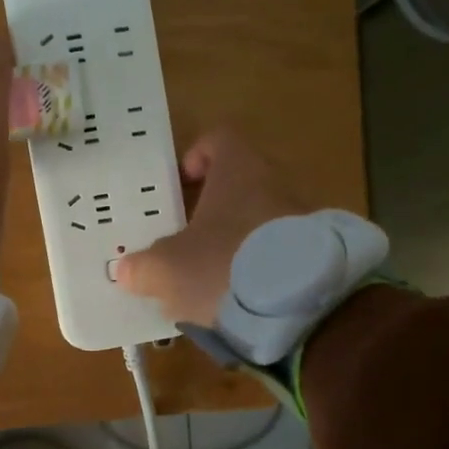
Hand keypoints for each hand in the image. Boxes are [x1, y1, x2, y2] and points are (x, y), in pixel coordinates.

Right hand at [113, 129, 309, 325]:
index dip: (196, 156)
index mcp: (239, 170)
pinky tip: (242, 296)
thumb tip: (128, 270)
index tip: (181, 184)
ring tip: (213, 274)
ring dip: (238, 239)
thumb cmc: (222, 267)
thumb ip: (142, 267)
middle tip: (188, 237)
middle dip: (214, 207)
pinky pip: (282, 251)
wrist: (301, 309)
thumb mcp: (167, 270)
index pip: (219, 140)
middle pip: (242, 182)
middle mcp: (277, 183)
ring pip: (262, 219)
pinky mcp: (320, 255)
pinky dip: (262, 266)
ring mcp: (305, 219)